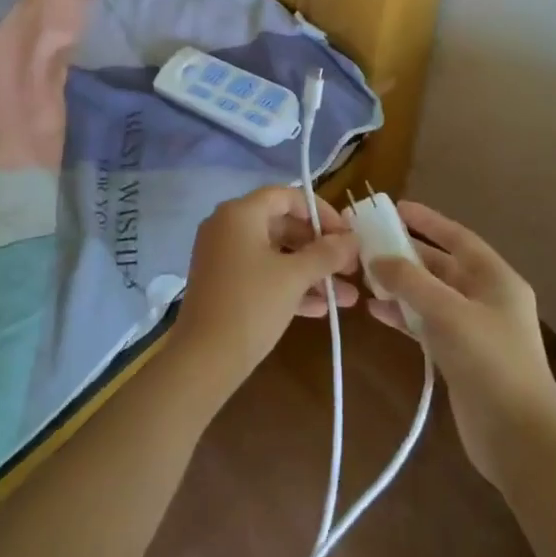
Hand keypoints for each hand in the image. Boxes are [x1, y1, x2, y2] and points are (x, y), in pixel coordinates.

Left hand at [171, 184, 359, 403]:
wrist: (203, 360)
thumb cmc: (251, 305)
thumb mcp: (294, 277)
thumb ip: (326, 253)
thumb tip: (352, 239)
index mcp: (240, 213)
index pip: (287, 197)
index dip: (322, 212)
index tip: (348, 235)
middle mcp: (228, 227)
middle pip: (282, 225)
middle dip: (320, 248)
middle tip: (351, 267)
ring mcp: (223, 256)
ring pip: (275, 254)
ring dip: (311, 272)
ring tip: (347, 296)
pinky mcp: (223, 283)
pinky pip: (262, 274)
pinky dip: (289, 286)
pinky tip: (321, 309)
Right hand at [367, 202, 555, 486]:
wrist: (520, 438)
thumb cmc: (490, 362)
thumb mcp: (448, 312)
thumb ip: (410, 281)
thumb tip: (378, 259)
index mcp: (496, 279)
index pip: (457, 237)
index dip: (427, 220)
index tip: (395, 208)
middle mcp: (486, 298)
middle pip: (441, 266)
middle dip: (406, 254)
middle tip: (369, 243)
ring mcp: (473, 328)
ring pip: (430, 295)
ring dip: (401, 286)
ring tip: (365, 277)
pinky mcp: (460, 356)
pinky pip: (426, 324)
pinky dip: (403, 316)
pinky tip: (376, 312)